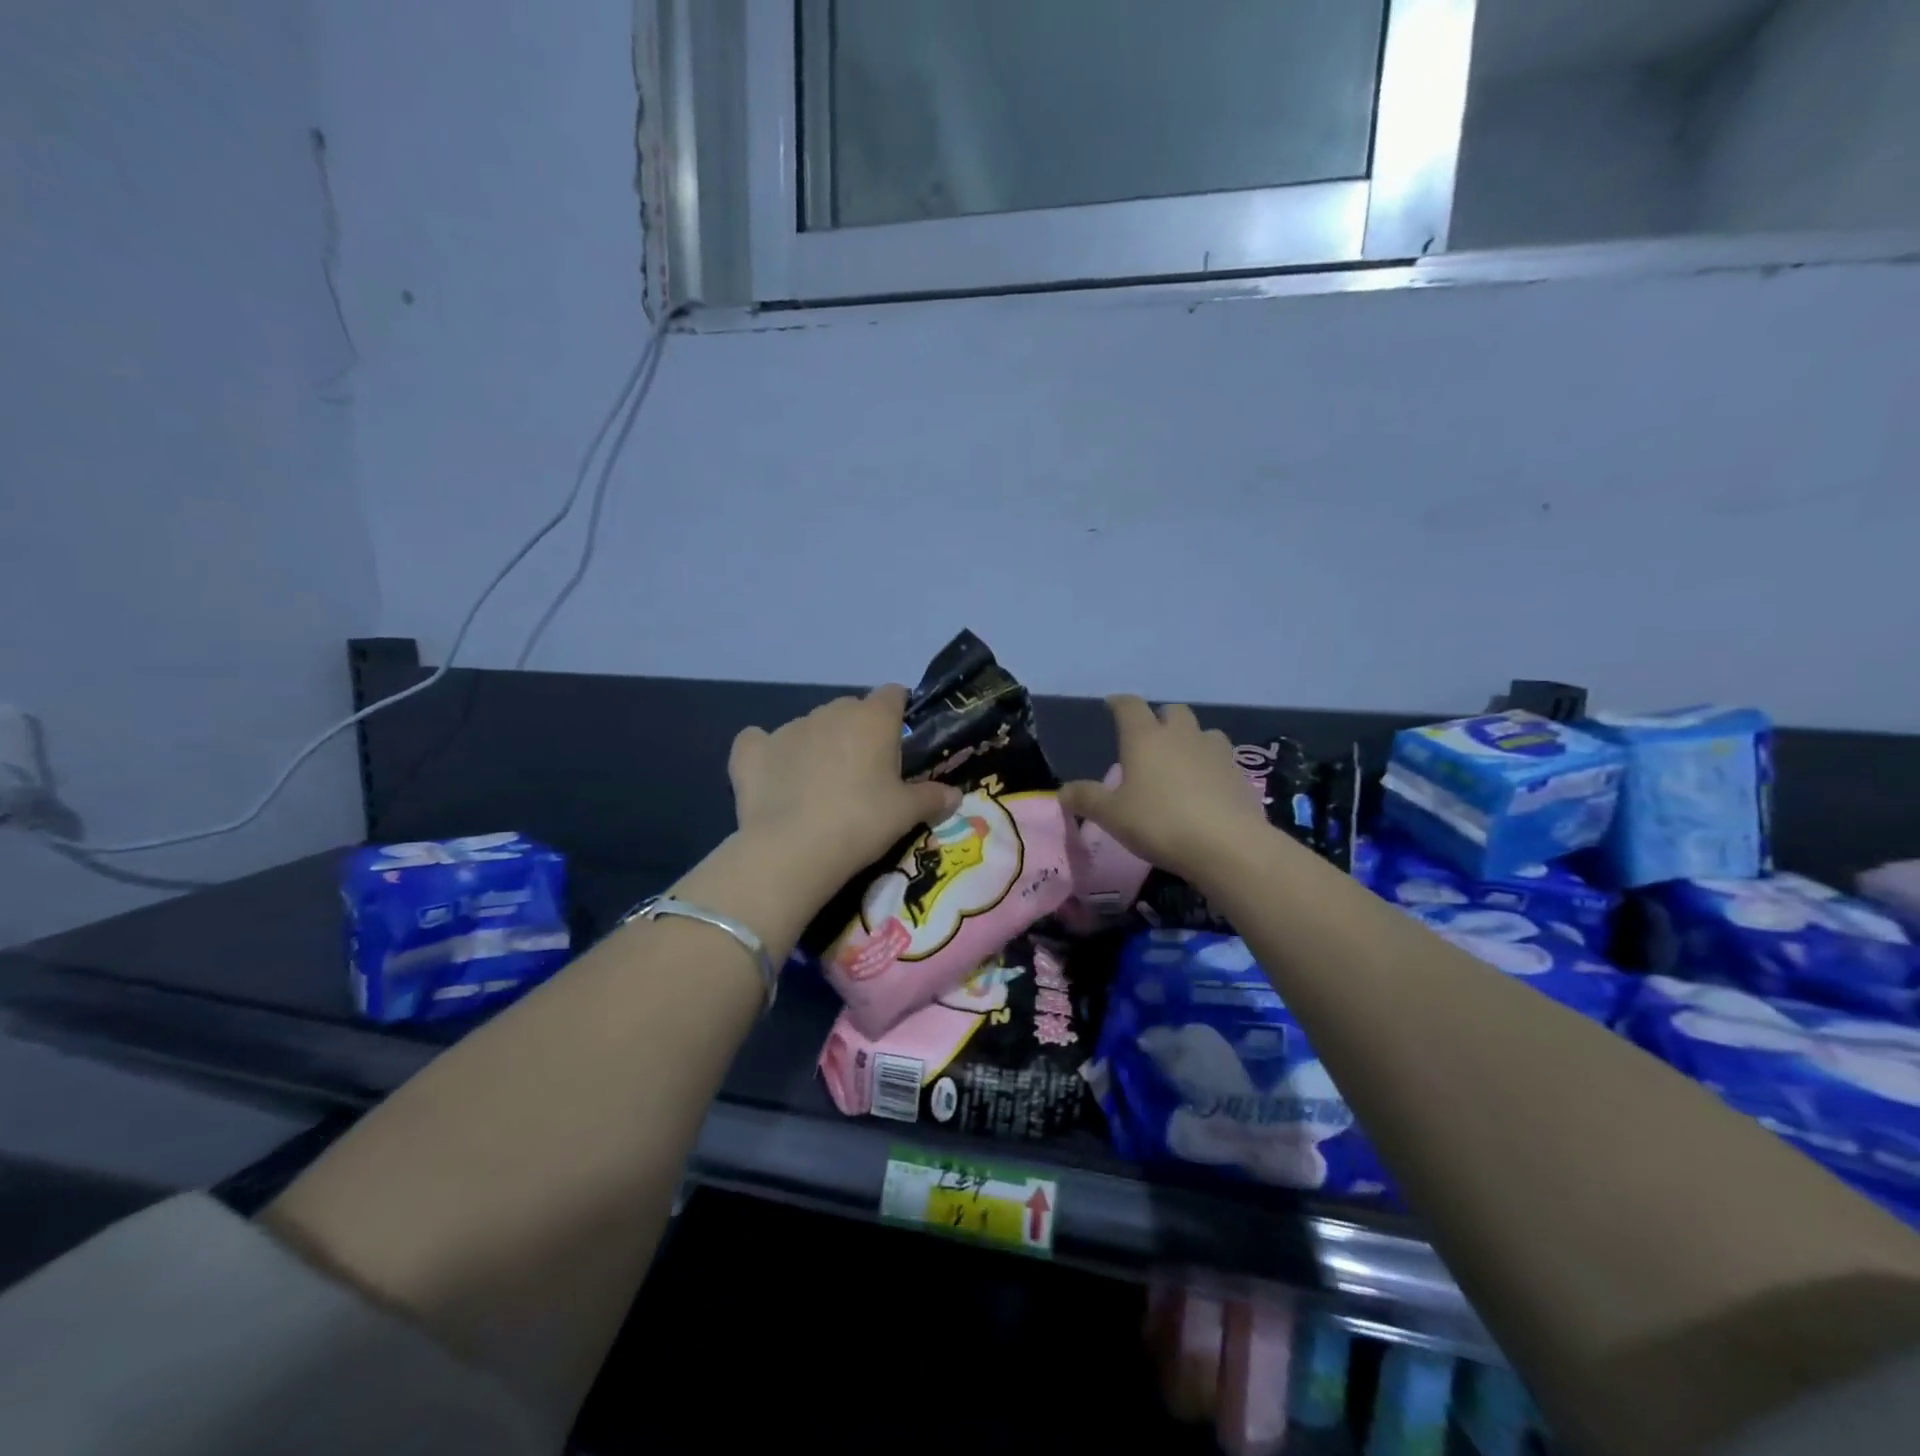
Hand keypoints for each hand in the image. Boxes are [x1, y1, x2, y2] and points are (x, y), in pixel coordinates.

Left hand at [729, 685, 960, 890]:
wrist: (793, 850)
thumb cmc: (862, 823)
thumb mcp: (907, 814)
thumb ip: (933, 798)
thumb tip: (955, 795)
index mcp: (872, 718)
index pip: (893, 694)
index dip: (899, 712)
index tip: (901, 740)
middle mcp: (830, 713)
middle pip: (850, 710)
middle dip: (858, 732)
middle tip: (865, 774)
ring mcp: (786, 728)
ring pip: (810, 726)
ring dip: (818, 745)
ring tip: (819, 787)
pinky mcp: (751, 751)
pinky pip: (760, 741)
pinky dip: (768, 754)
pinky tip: (772, 776)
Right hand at [1060, 696, 1271, 882]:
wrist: (1227, 845)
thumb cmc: (1159, 823)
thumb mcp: (1112, 816)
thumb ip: (1086, 799)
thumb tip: (1062, 791)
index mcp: (1145, 738)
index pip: (1129, 706)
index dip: (1118, 703)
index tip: (1111, 705)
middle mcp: (1181, 735)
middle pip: (1172, 711)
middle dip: (1159, 719)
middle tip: (1148, 739)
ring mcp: (1214, 751)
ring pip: (1202, 731)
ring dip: (1190, 739)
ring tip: (1180, 761)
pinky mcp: (1239, 773)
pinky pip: (1221, 758)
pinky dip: (1210, 764)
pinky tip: (1205, 786)